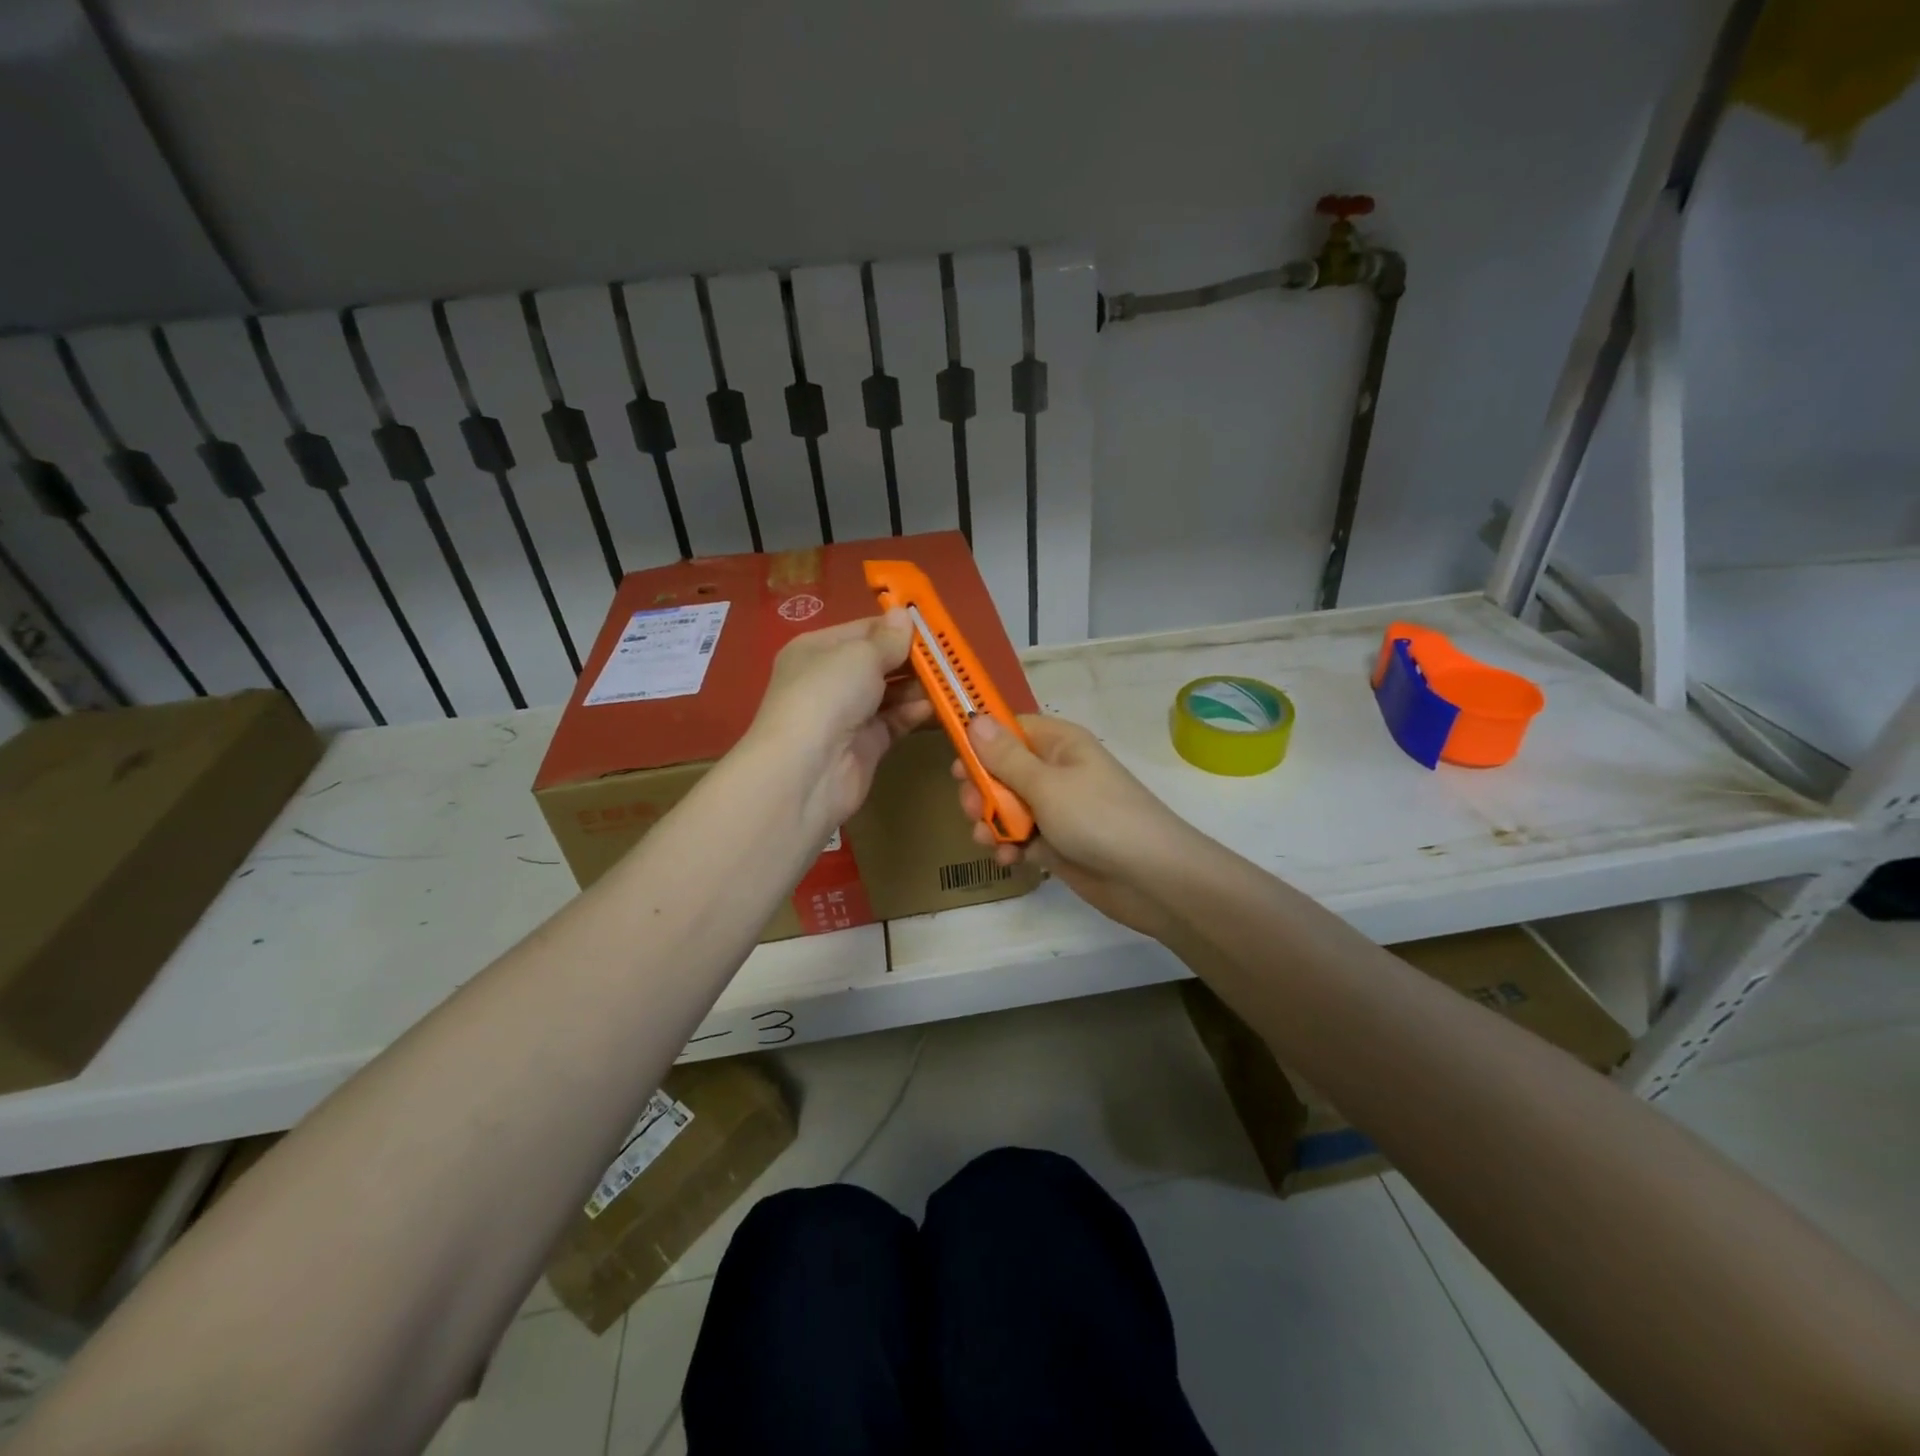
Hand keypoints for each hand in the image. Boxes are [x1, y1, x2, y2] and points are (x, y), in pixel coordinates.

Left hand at [745, 611, 932, 835]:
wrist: (806, 771)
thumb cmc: (827, 696)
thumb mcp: (860, 655)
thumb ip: (888, 639)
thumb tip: (904, 615)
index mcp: (817, 649)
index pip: (864, 630)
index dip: (897, 627)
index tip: (934, 626)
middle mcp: (830, 680)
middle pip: (879, 662)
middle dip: (913, 659)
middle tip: (951, 656)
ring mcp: (848, 714)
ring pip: (891, 693)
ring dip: (919, 686)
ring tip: (951, 680)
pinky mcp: (865, 745)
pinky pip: (895, 721)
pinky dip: (914, 713)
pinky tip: (937, 707)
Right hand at [953, 714, 1192, 939]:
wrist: (1150, 879)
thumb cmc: (1097, 818)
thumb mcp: (1046, 784)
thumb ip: (1005, 756)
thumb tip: (974, 718)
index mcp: (1058, 744)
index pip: (1010, 729)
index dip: (980, 743)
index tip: (956, 764)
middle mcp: (1056, 770)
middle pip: (1001, 770)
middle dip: (982, 790)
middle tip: (974, 810)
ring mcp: (1056, 808)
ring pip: (1006, 806)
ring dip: (991, 822)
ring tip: (989, 840)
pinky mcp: (1056, 842)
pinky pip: (1020, 836)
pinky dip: (1009, 846)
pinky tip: (1007, 859)